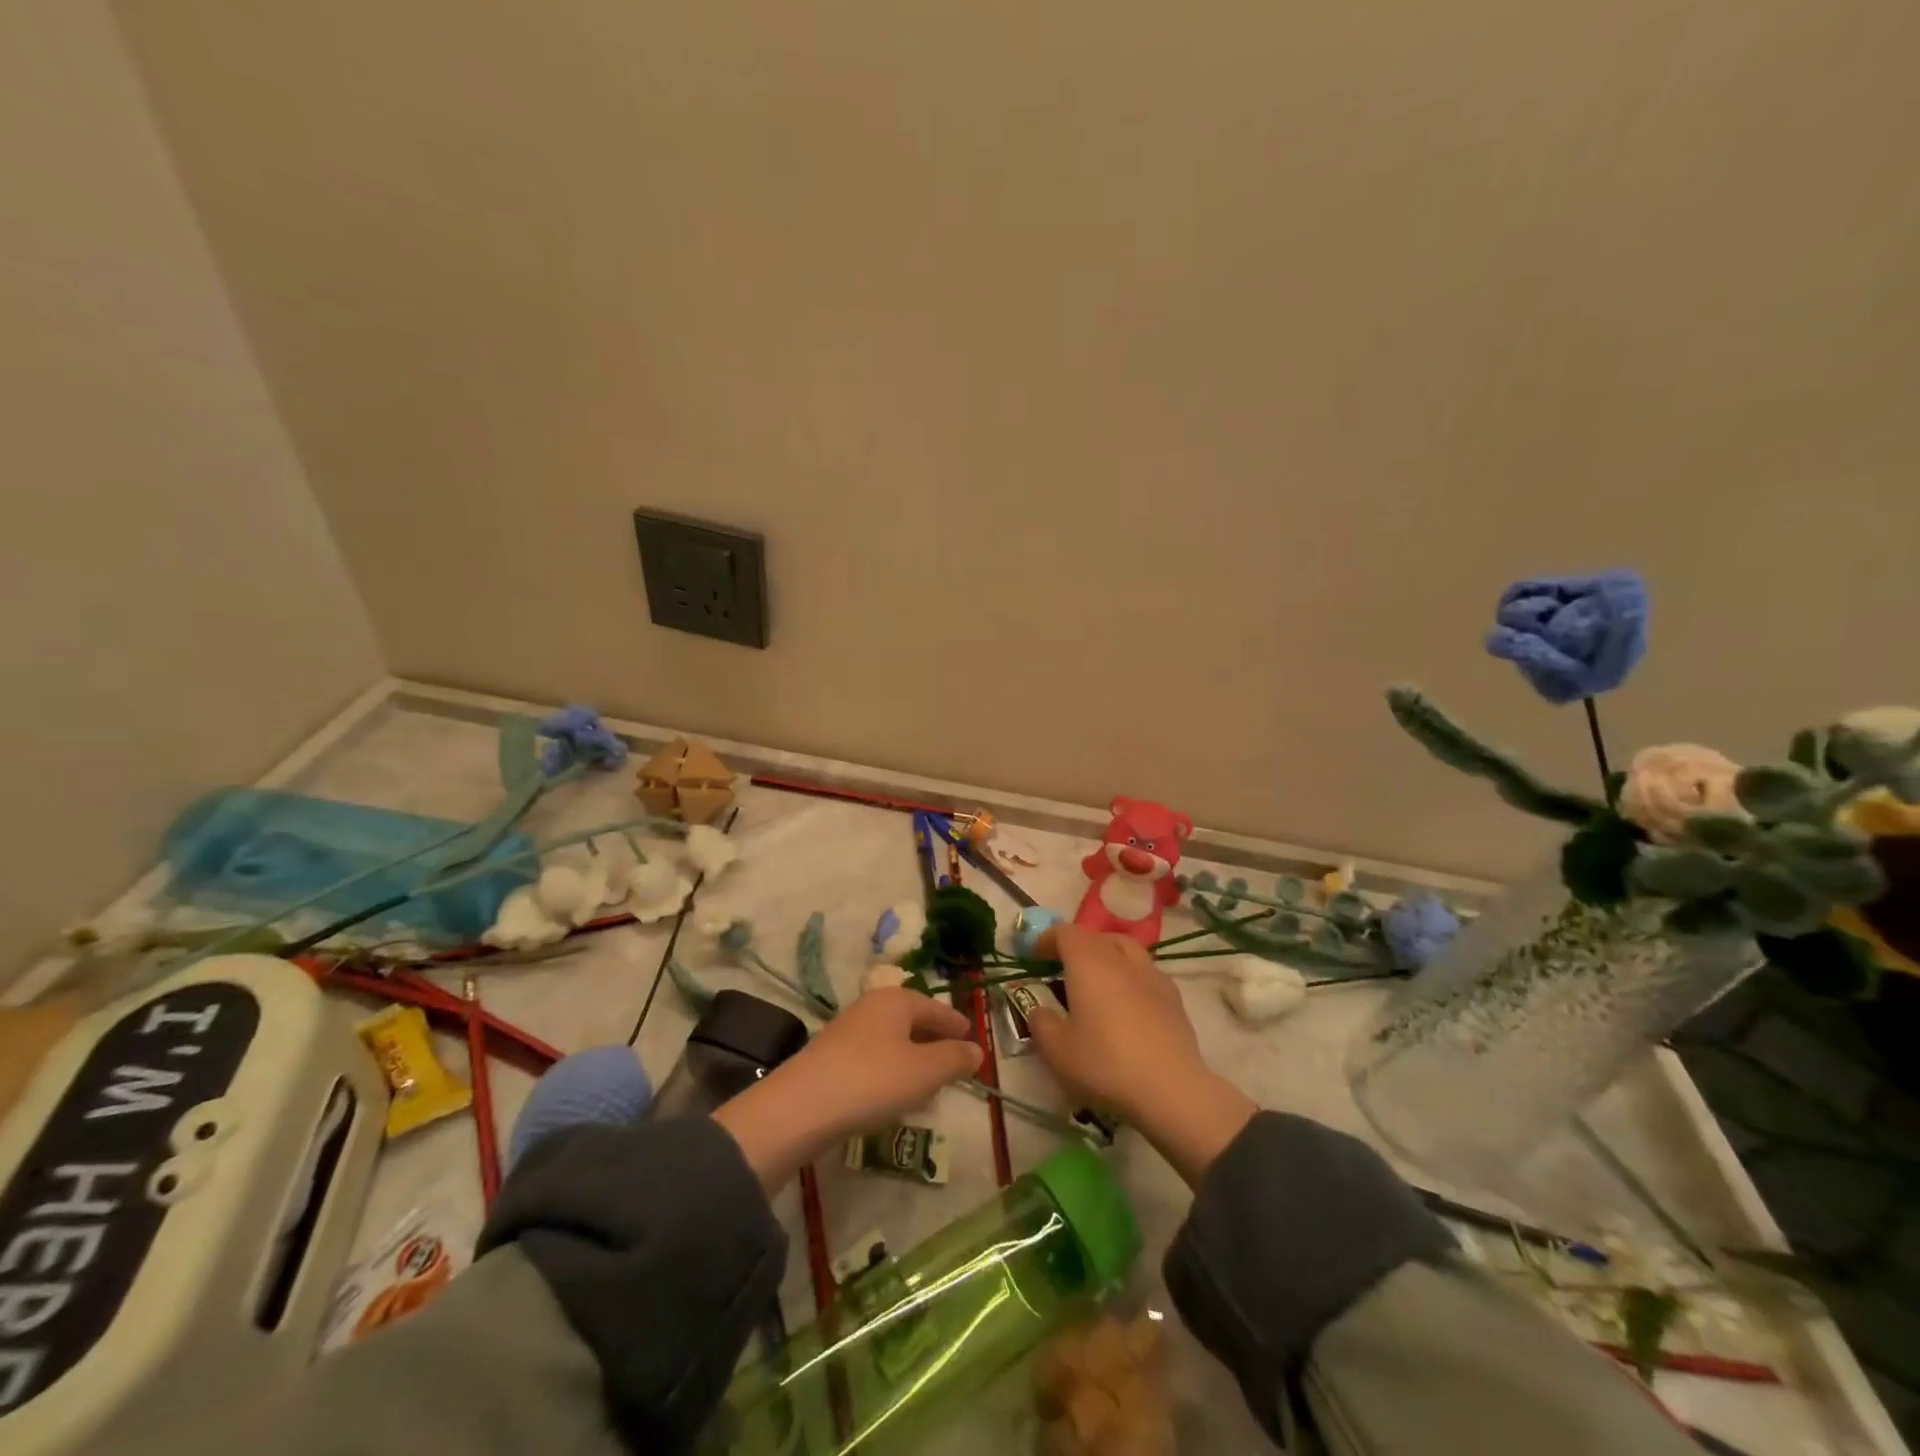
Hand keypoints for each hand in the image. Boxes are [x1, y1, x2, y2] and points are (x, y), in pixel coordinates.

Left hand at [715, 988, 981, 1190]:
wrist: (802, 1107)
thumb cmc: (873, 1080)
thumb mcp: (924, 1072)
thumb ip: (954, 1059)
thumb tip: (976, 1050)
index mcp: (896, 1000)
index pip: (934, 1007)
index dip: (954, 1023)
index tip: (971, 1037)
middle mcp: (871, 1007)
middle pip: (911, 1019)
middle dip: (933, 1038)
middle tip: (953, 1059)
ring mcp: (847, 1031)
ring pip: (891, 1039)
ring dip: (912, 1056)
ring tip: (929, 1080)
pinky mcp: (831, 1057)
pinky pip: (873, 1057)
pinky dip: (891, 1069)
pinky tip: (894, 1093)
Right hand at [1028, 924, 1255, 1187]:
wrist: (1170, 1089)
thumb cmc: (1105, 1064)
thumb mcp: (1056, 1050)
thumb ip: (1041, 1023)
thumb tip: (1041, 1010)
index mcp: (1088, 963)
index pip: (1065, 932)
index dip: (1047, 939)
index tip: (1034, 956)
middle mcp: (1120, 959)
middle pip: (1097, 936)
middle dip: (1077, 946)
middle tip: (1063, 968)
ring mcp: (1152, 975)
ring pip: (1126, 948)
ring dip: (1107, 954)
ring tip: (1098, 979)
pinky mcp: (1174, 997)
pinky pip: (1146, 972)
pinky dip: (1131, 975)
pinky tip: (1128, 1001)